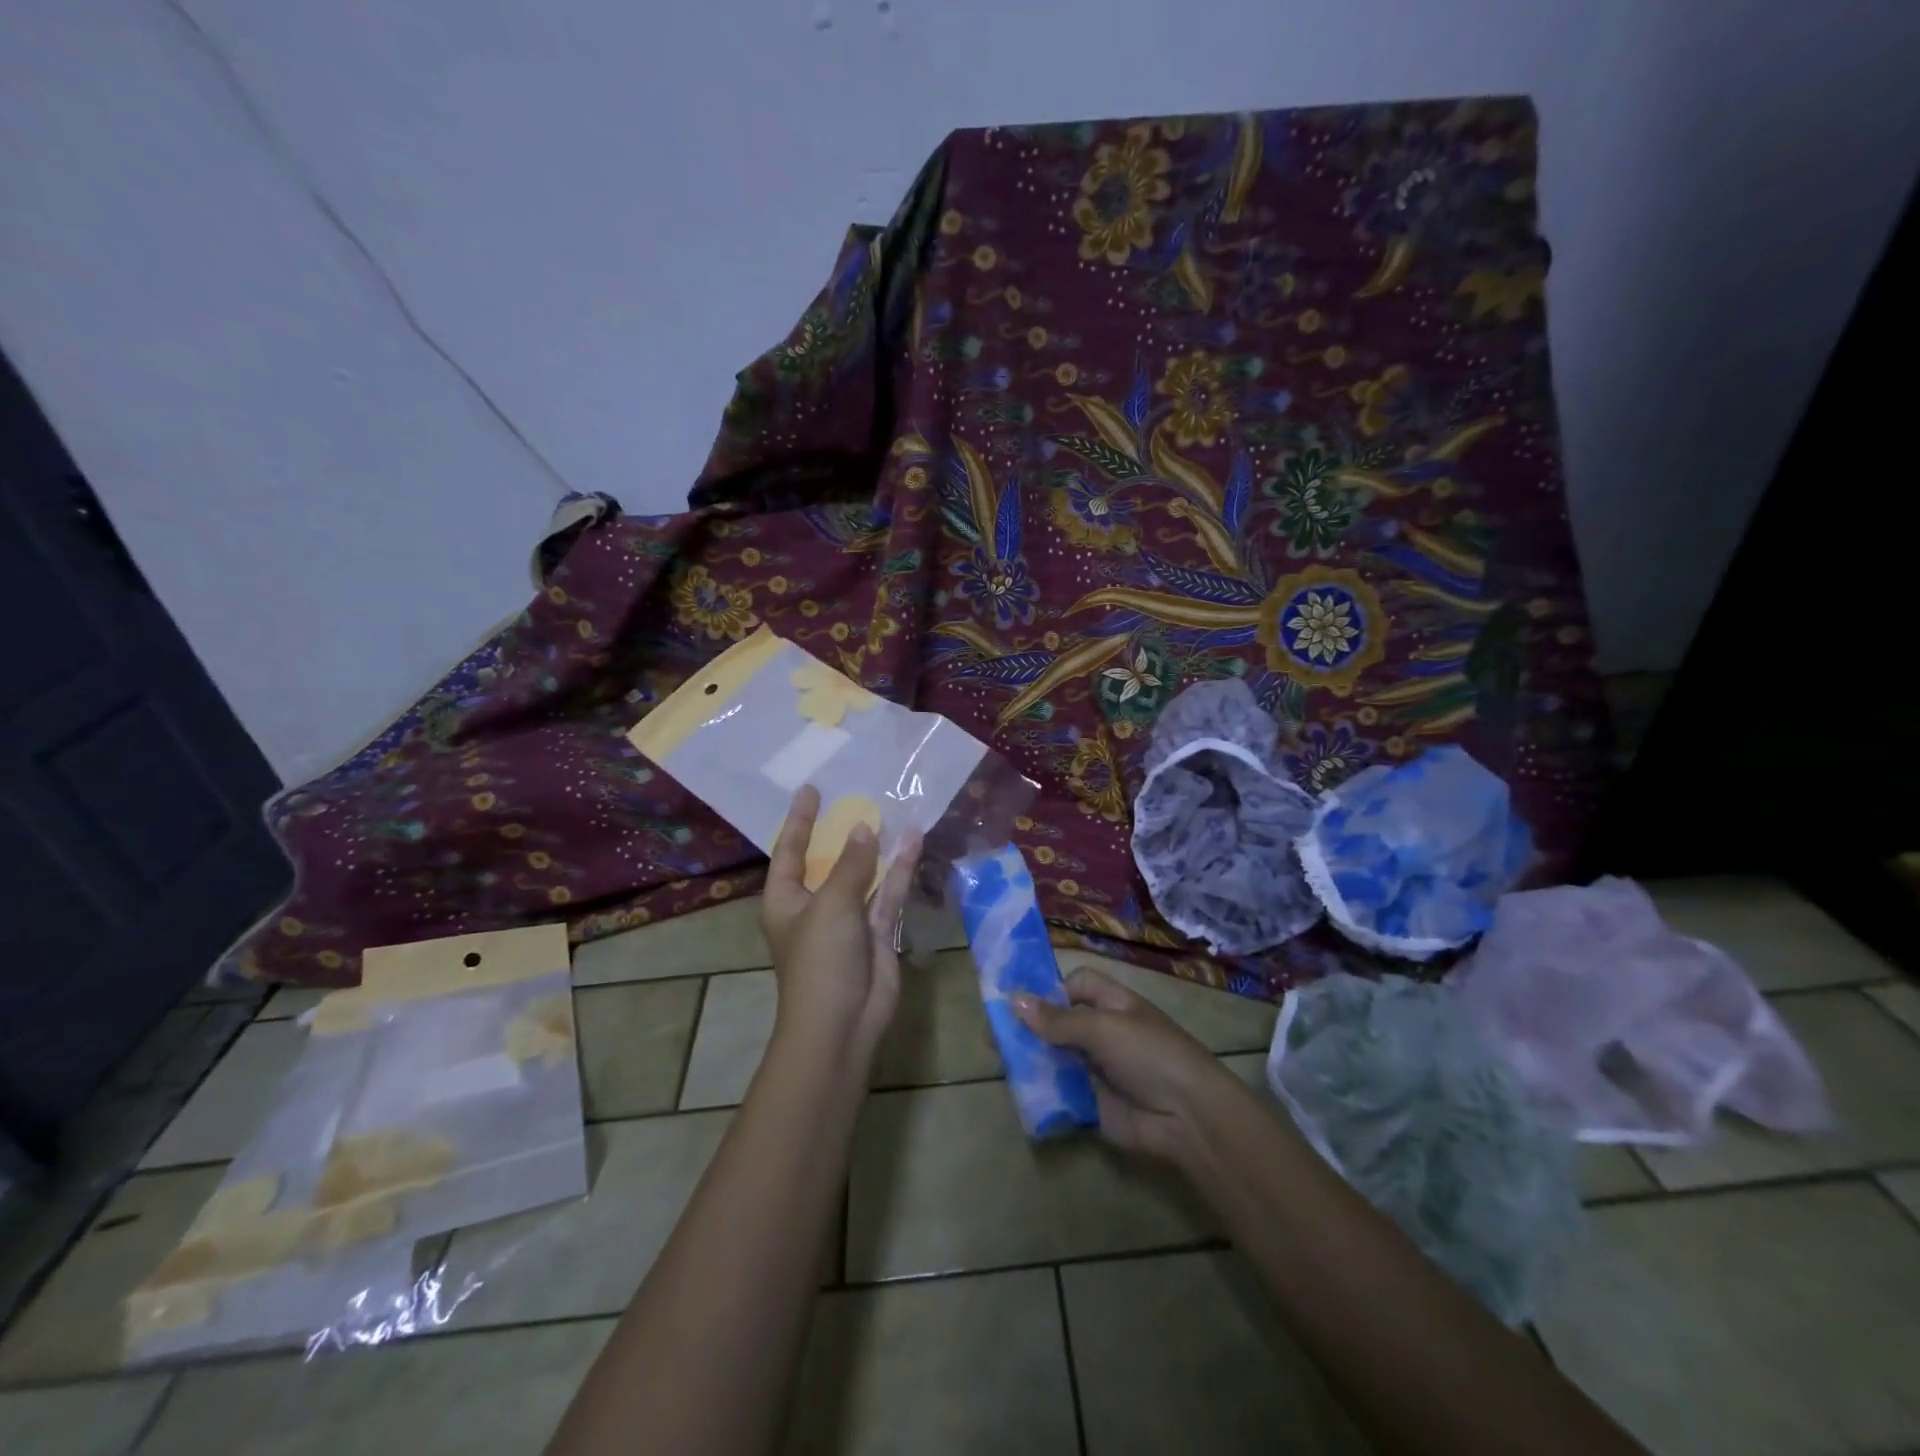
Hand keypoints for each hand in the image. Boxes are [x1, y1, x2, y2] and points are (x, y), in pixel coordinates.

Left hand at [760, 786, 921, 1065]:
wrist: (842, 1024)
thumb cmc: (820, 960)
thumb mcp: (831, 905)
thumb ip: (850, 865)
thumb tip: (864, 828)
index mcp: (785, 900)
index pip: (789, 850)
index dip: (799, 820)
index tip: (811, 789)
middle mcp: (814, 906)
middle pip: (828, 860)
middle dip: (842, 831)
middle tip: (856, 795)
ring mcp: (848, 920)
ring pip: (864, 874)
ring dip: (877, 847)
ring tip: (892, 810)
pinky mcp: (877, 932)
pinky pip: (888, 893)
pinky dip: (899, 870)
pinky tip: (913, 841)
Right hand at [1014, 967, 1244, 1162]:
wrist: (1187, 1117)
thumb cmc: (1149, 1054)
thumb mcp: (1102, 1028)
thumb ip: (1057, 1019)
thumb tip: (1013, 1001)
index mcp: (1111, 1002)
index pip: (1074, 985)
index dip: (1049, 988)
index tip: (1016, 998)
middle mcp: (1102, 1031)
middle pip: (1058, 1021)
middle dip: (1029, 1026)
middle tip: (993, 1034)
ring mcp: (1096, 1068)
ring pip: (1054, 1056)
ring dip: (1031, 1057)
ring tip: (997, 1060)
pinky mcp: (1091, 1101)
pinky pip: (1059, 1090)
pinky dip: (1040, 1089)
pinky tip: (1016, 1088)